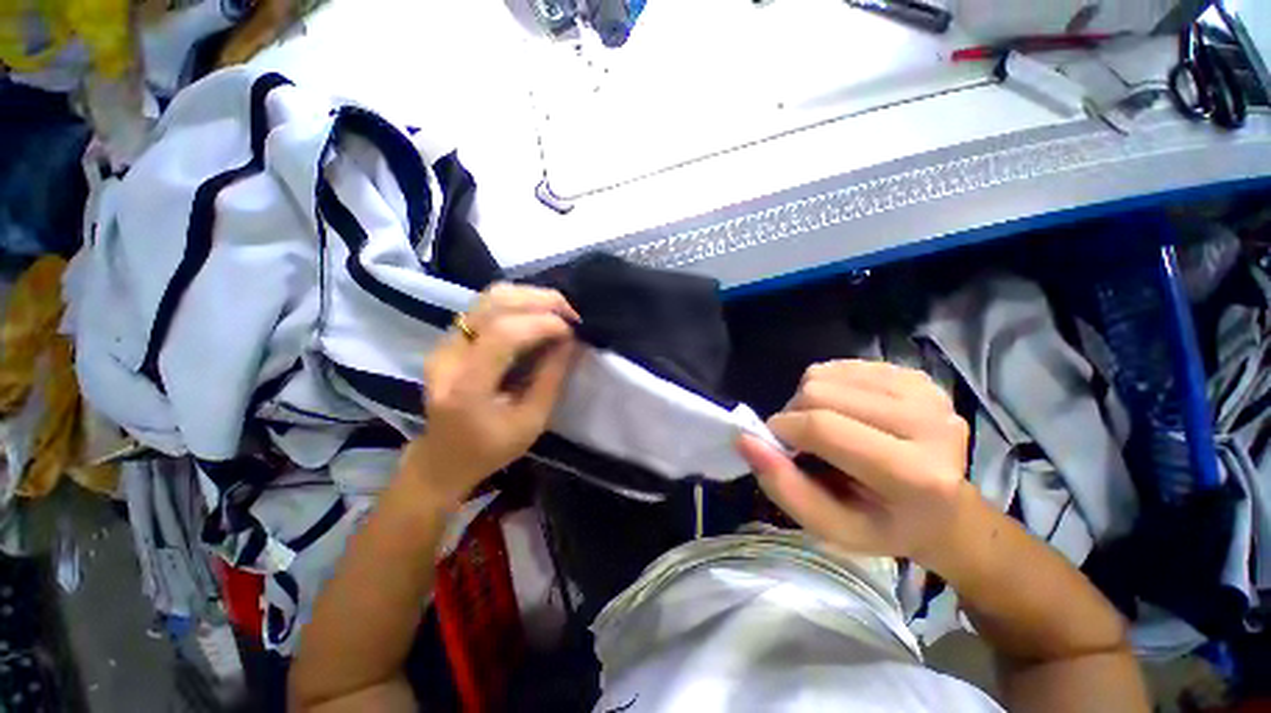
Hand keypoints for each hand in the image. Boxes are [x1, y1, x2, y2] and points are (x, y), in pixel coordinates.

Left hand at [402, 284, 578, 505]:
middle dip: (541, 301)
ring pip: (489, 297)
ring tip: (559, 312)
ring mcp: (444, 343)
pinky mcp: (449, 338)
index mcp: (466, 387)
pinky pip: (487, 306)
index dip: (542, 324)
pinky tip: (539, 316)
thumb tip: (571, 341)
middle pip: (494, 303)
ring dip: (531, 297)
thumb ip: (551, 378)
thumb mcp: (531, 422)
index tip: (572, 331)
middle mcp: (448, 355)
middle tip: (572, 314)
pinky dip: (519, 304)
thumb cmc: (490, 449)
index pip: (503, 334)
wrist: (442, 458)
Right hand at [737, 360, 972, 568]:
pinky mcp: (917, 376)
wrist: (947, 510)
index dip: (783, 430)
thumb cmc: (884, 525)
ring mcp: (926, 392)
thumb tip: (744, 439)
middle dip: (793, 413)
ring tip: (824, 427)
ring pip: (825, 374)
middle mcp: (930, 423)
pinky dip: (827, 387)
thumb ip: (784, 487)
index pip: (824, 427)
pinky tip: (843, 412)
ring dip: (807, 399)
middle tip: (802, 441)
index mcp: (917, 475)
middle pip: (820, 392)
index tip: (776, 444)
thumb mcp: (831, 527)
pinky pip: (841, 366)